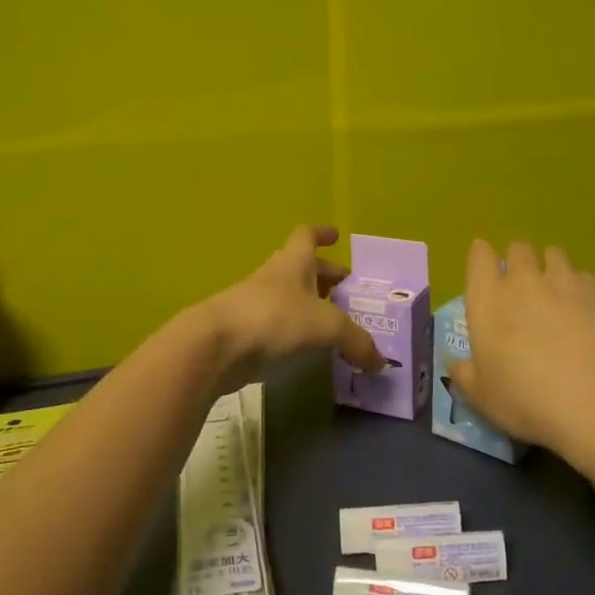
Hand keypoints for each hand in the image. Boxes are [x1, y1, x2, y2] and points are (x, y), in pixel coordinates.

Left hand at [198, 226, 383, 392]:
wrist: (215, 346)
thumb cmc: (273, 318)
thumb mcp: (325, 326)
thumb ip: (356, 341)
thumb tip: (380, 361)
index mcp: (293, 263)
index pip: (306, 236)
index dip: (321, 234)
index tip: (336, 236)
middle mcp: (275, 278)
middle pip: (302, 269)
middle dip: (325, 277)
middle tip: (347, 291)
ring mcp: (257, 304)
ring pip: (291, 298)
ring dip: (312, 306)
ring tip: (335, 323)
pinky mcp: (248, 332)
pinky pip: (280, 325)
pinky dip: (297, 332)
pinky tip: (311, 348)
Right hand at [448, 239, 594, 451]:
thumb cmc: (527, 399)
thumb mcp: (483, 397)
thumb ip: (465, 376)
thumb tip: (455, 365)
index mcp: (488, 301)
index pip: (479, 257)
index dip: (482, 256)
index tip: (485, 264)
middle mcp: (524, 281)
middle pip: (518, 249)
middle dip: (518, 259)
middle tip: (522, 282)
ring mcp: (567, 281)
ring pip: (555, 255)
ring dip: (551, 267)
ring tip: (557, 290)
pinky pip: (587, 279)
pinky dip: (583, 290)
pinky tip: (590, 313)